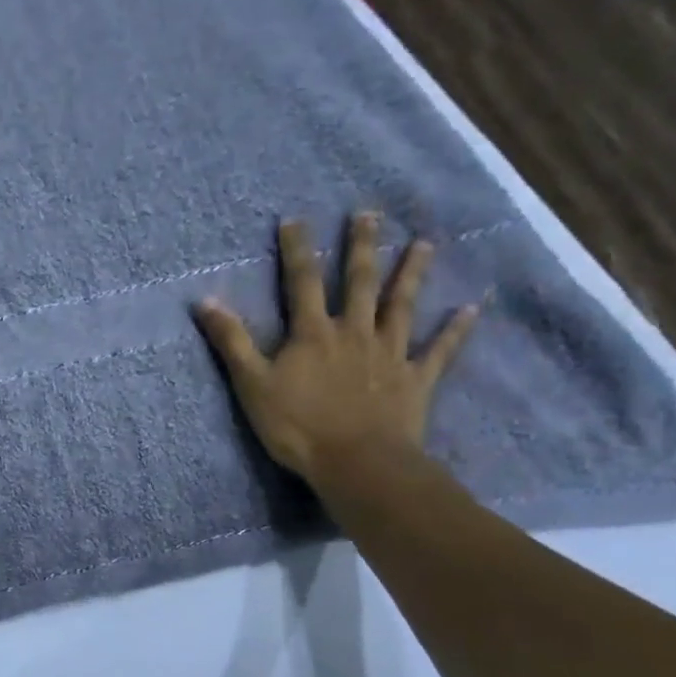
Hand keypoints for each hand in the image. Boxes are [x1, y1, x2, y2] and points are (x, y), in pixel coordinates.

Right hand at [191, 212, 480, 483]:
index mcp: (313, 334)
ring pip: (402, 306)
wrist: (356, 462)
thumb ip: (232, 342)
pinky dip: (455, 330)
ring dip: (412, 274)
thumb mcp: (252, 384)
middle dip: (361, 247)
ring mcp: (390, 354)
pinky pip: (439, 351)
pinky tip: (470, 309)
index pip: (303, 282)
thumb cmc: (297, 426)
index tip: (295, 219)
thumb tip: (205, 301)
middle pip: (359, 282)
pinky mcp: (416, 380)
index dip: (298, 250)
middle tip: (367, 214)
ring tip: (424, 244)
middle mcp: (354, 333)